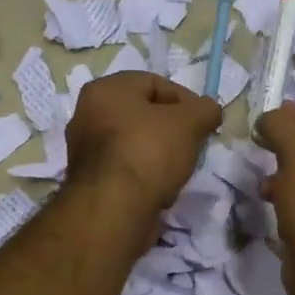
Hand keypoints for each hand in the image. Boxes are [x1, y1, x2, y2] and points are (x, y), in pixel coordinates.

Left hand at [66, 72, 222, 218]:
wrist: (113, 210)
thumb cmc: (149, 153)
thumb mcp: (189, 122)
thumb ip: (205, 109)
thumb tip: (209, 111)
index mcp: (106, 90)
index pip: (155, 83)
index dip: (185, 100)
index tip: (203, 123)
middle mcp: (87, 114)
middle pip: (144, 115)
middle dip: (173, 131)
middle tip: (192, 146)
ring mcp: (85, 150)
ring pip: (136, 144)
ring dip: (160, 157)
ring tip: (177, 172)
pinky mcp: (89, 181)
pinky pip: (126, 170)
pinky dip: (145, 177)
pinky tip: (160, 192)